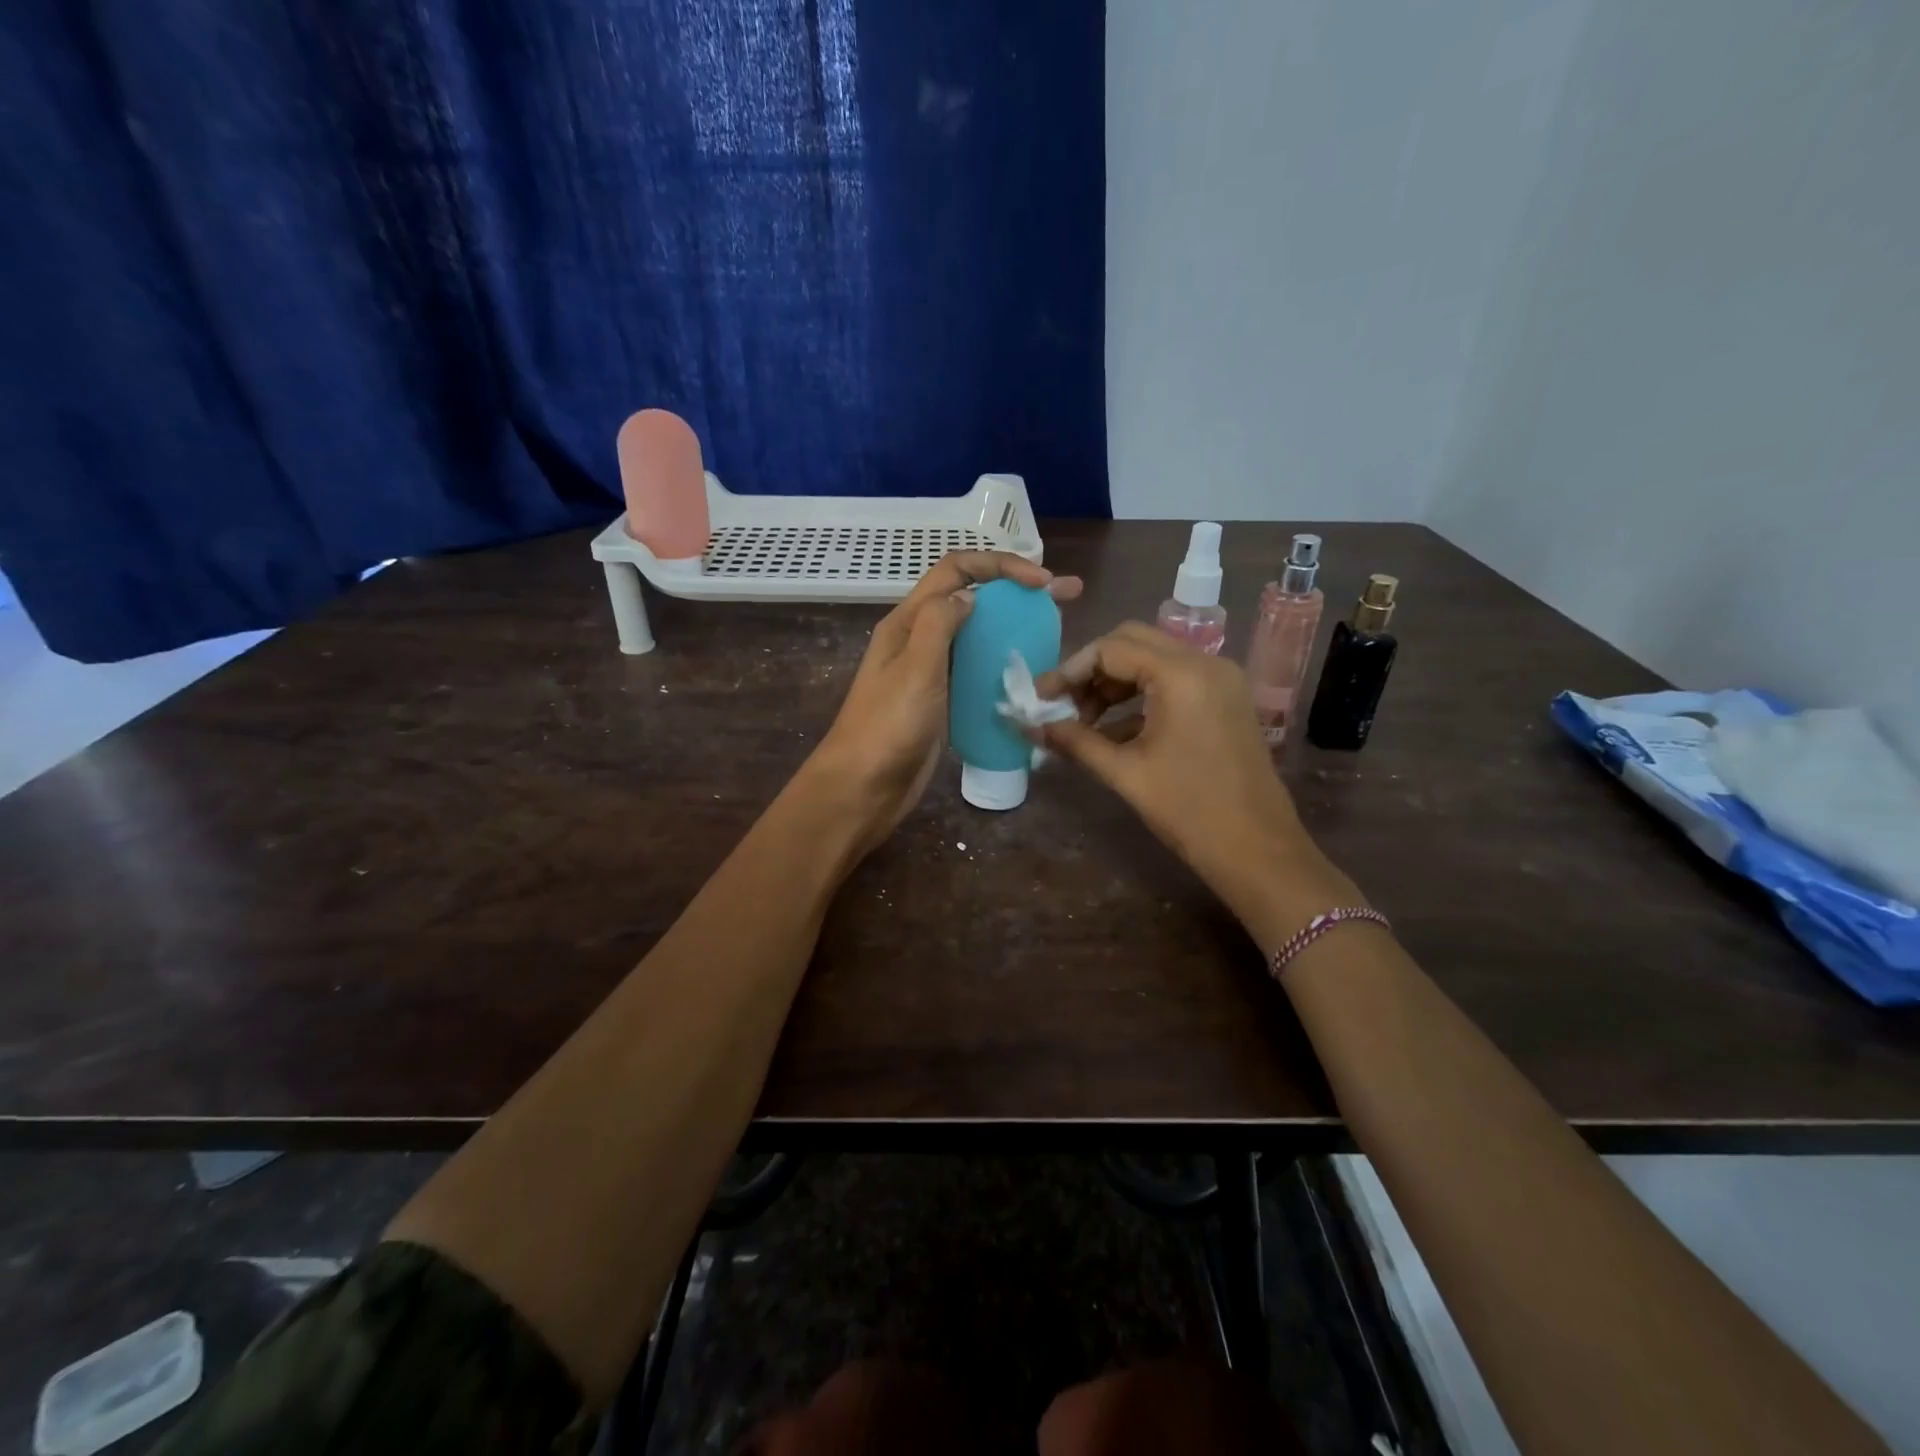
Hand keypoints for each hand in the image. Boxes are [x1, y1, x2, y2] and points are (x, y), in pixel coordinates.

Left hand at [805, 551, 1082, 859]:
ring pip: (976, 635)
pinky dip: (1003, 663)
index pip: (956, 571)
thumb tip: (970, 596)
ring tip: (1056, 630)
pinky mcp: (942, 702)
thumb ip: (940, 623)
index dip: (1000, 565)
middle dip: (1016, 591)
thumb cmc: (887, 727)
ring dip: (1014, 626)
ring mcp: (931, 672)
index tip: (1043, 581)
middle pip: (971, 598)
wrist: (864, 789)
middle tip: (1067, 596)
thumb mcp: (915, 668)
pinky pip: (977, 671)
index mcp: (907, 622)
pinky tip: (1031, 672)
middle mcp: (919, 639)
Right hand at [1036, 623, 1355, 940]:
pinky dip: (1140, 697)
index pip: (1111, 649)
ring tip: (1084, 722)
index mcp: (1181, 674)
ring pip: (1153, 660)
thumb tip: (1033, 728)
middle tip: (1062, 704)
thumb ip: (1076, 742)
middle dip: (1091, 670)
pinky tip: (1113, 732)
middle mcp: (1205, 662)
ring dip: (1115, 683)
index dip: (1069, 670)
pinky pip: (1174, 681)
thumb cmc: (1188, 810)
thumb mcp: (1125, 773)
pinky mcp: (1225, 699)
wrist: (1257, 849)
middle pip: (1132, 643)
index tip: (1041, 698)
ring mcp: (1220, 680)